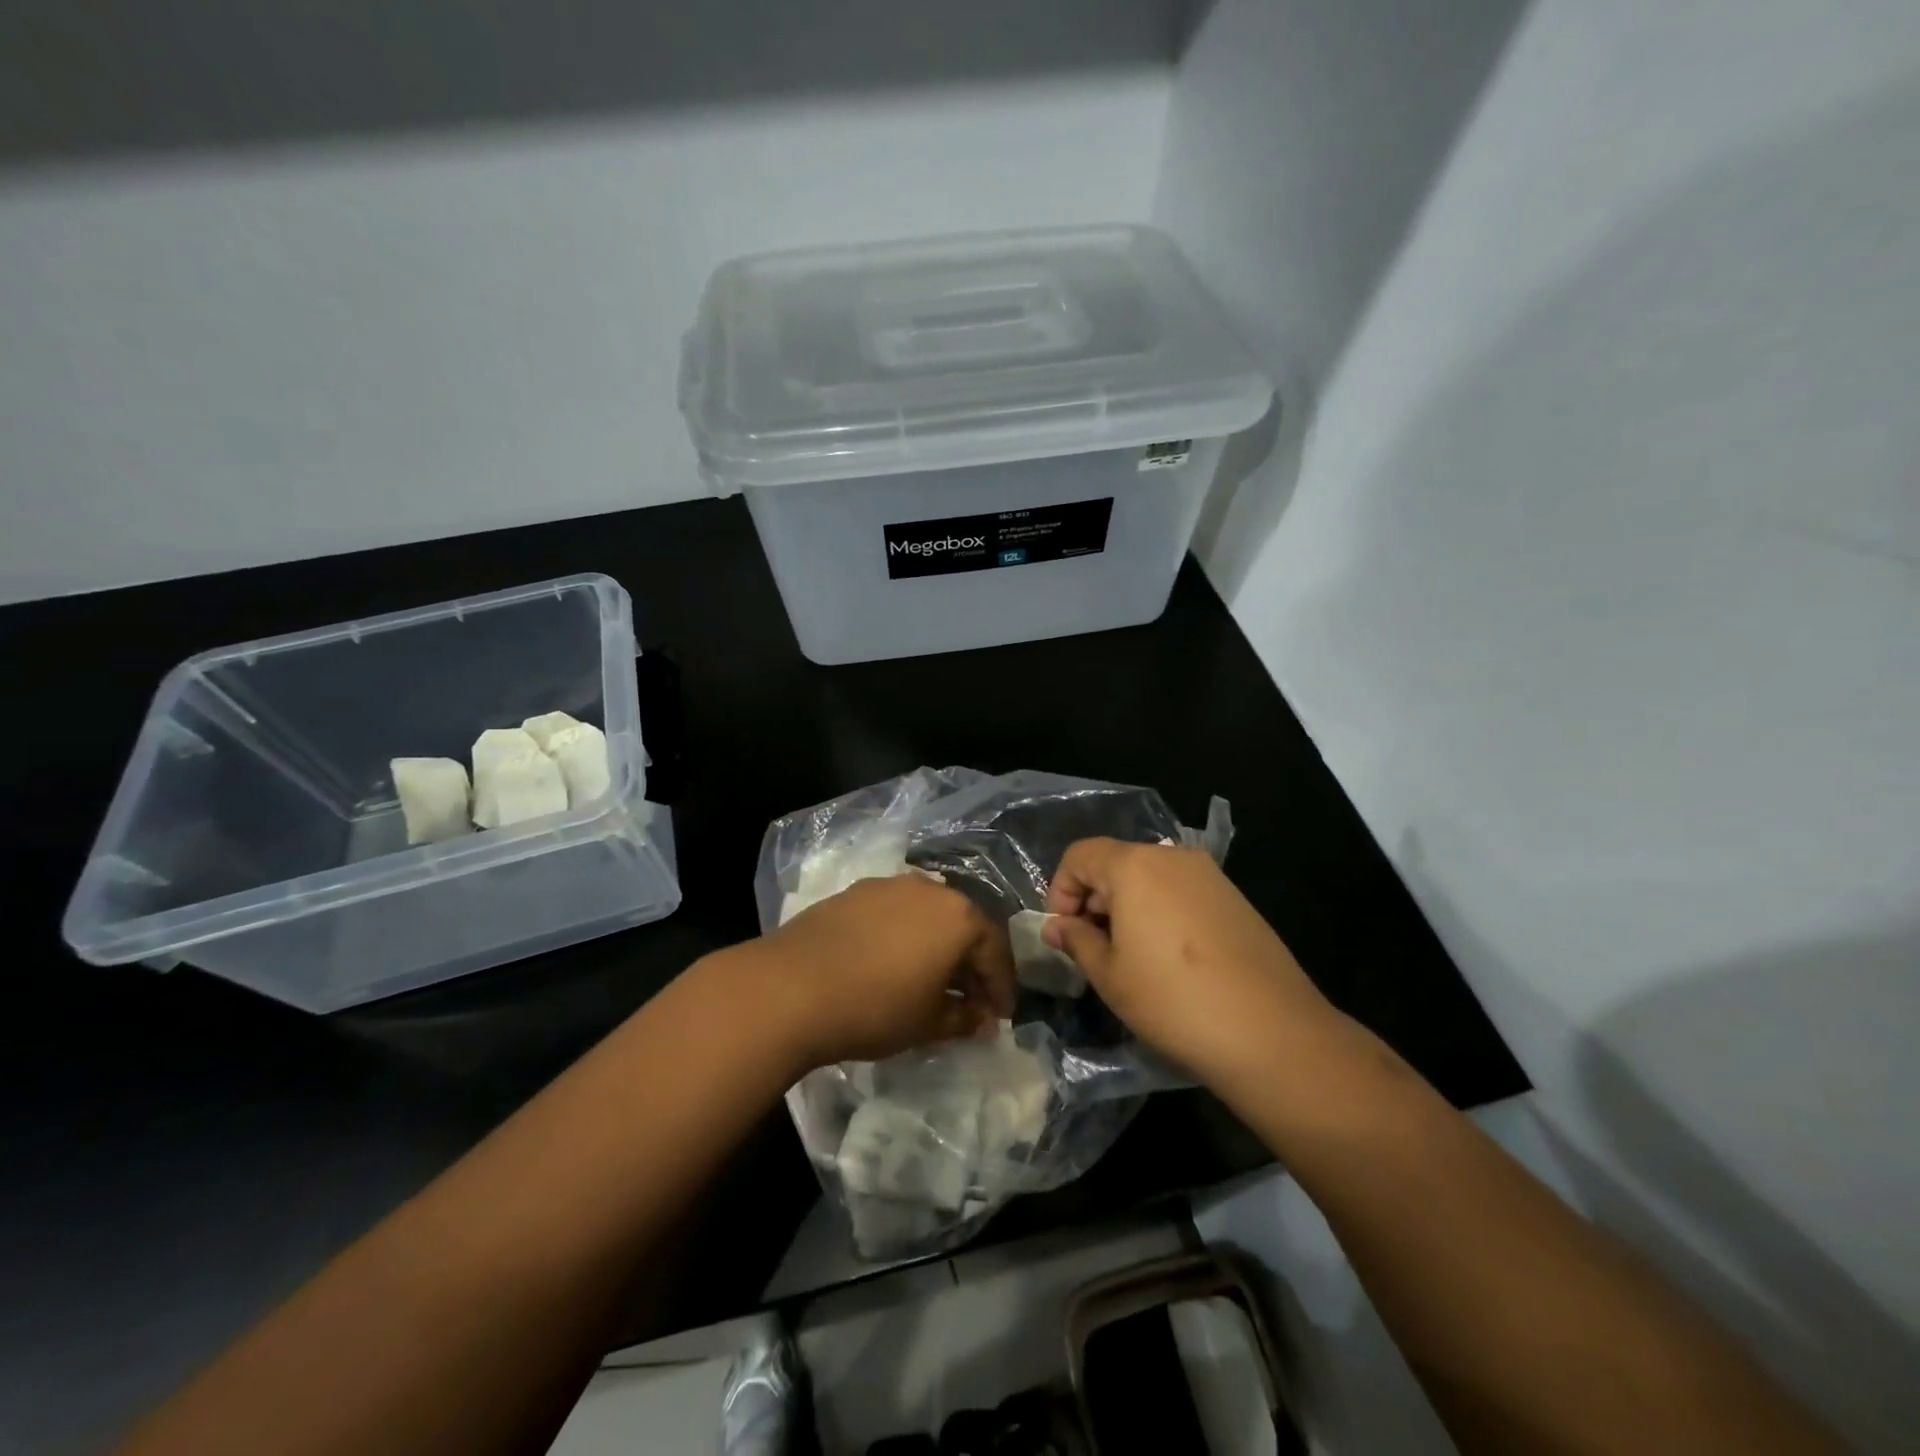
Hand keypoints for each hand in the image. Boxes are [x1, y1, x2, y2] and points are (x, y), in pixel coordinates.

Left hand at [741, 874, 1016, 1070]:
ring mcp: (889, 885)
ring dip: (936, 946)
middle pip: (963, 926)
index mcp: (959, 917)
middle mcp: (929, 889)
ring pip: (927, 915)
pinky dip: (904, 935)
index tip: (1000, 1016)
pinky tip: (890, 962)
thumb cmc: (875, 1007)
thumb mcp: (928, 1023)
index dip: (1001, 987)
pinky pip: (894, 912)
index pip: (995, 950)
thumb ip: (964, 1019)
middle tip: (970, 999)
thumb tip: (982, 1020)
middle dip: (970, 964)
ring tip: (929, 980)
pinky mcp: (854, 891)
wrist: (791, 987)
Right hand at [1043, 839, 1341, 1089]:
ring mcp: (1209, 875)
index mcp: (1134, 865)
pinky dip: (1160, 911)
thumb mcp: (1110, 975)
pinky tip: (1168, 957)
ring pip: (1149, 877)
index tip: (1063, 933)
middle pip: (1115, 862)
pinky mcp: (1234, 897)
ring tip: (1128, 956)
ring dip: (1126, 906)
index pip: (1080, 855)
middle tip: (1091, 948)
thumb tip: (1056, 927)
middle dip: (1093, 899)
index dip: (1060, 890)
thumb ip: (1076, 941)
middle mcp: (1172, 856)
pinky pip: (1180, 891)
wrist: (1271, 1032)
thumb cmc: (1173, 1000)